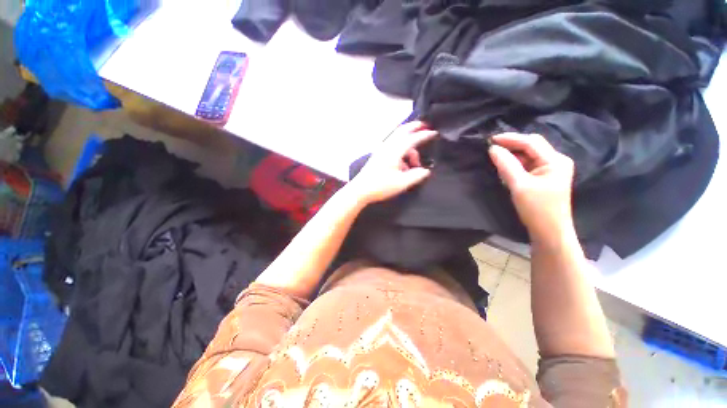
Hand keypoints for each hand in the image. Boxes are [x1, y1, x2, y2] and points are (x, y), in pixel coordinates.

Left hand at [348, 121, 436, 203]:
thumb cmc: (380, 186)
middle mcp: (387, 147)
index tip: (433, 133)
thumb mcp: (401, 183)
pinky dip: (401, 150)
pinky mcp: (378, 156)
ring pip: (397, 140)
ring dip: (407, 144)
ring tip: (414, 162)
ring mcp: (381, 151)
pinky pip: (392, 146)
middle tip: (423, 127)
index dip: (424, 135)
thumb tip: (425, 171)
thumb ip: (416, 176)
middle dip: (413, 127)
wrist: (360, 190)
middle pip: (401, 131)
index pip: (412, 138)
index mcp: (394, 152)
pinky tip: (403, 166)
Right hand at [489, 133, 574, 242]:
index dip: (510, 138)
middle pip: (531, 146)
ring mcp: (551, 169)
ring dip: (512, 155)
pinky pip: (528, 165)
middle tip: (491, 146)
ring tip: (495, 156)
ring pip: (528, 155)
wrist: (549, 232)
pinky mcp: (544, 177)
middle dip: (512, 145)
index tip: (490, 139)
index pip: (531, 142)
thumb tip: (492, 148)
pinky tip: (505, 166)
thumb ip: (506, 164)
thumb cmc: (537, 209)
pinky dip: (515, 164)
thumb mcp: (519, 185)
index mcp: (555, 160)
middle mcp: (556, 161)